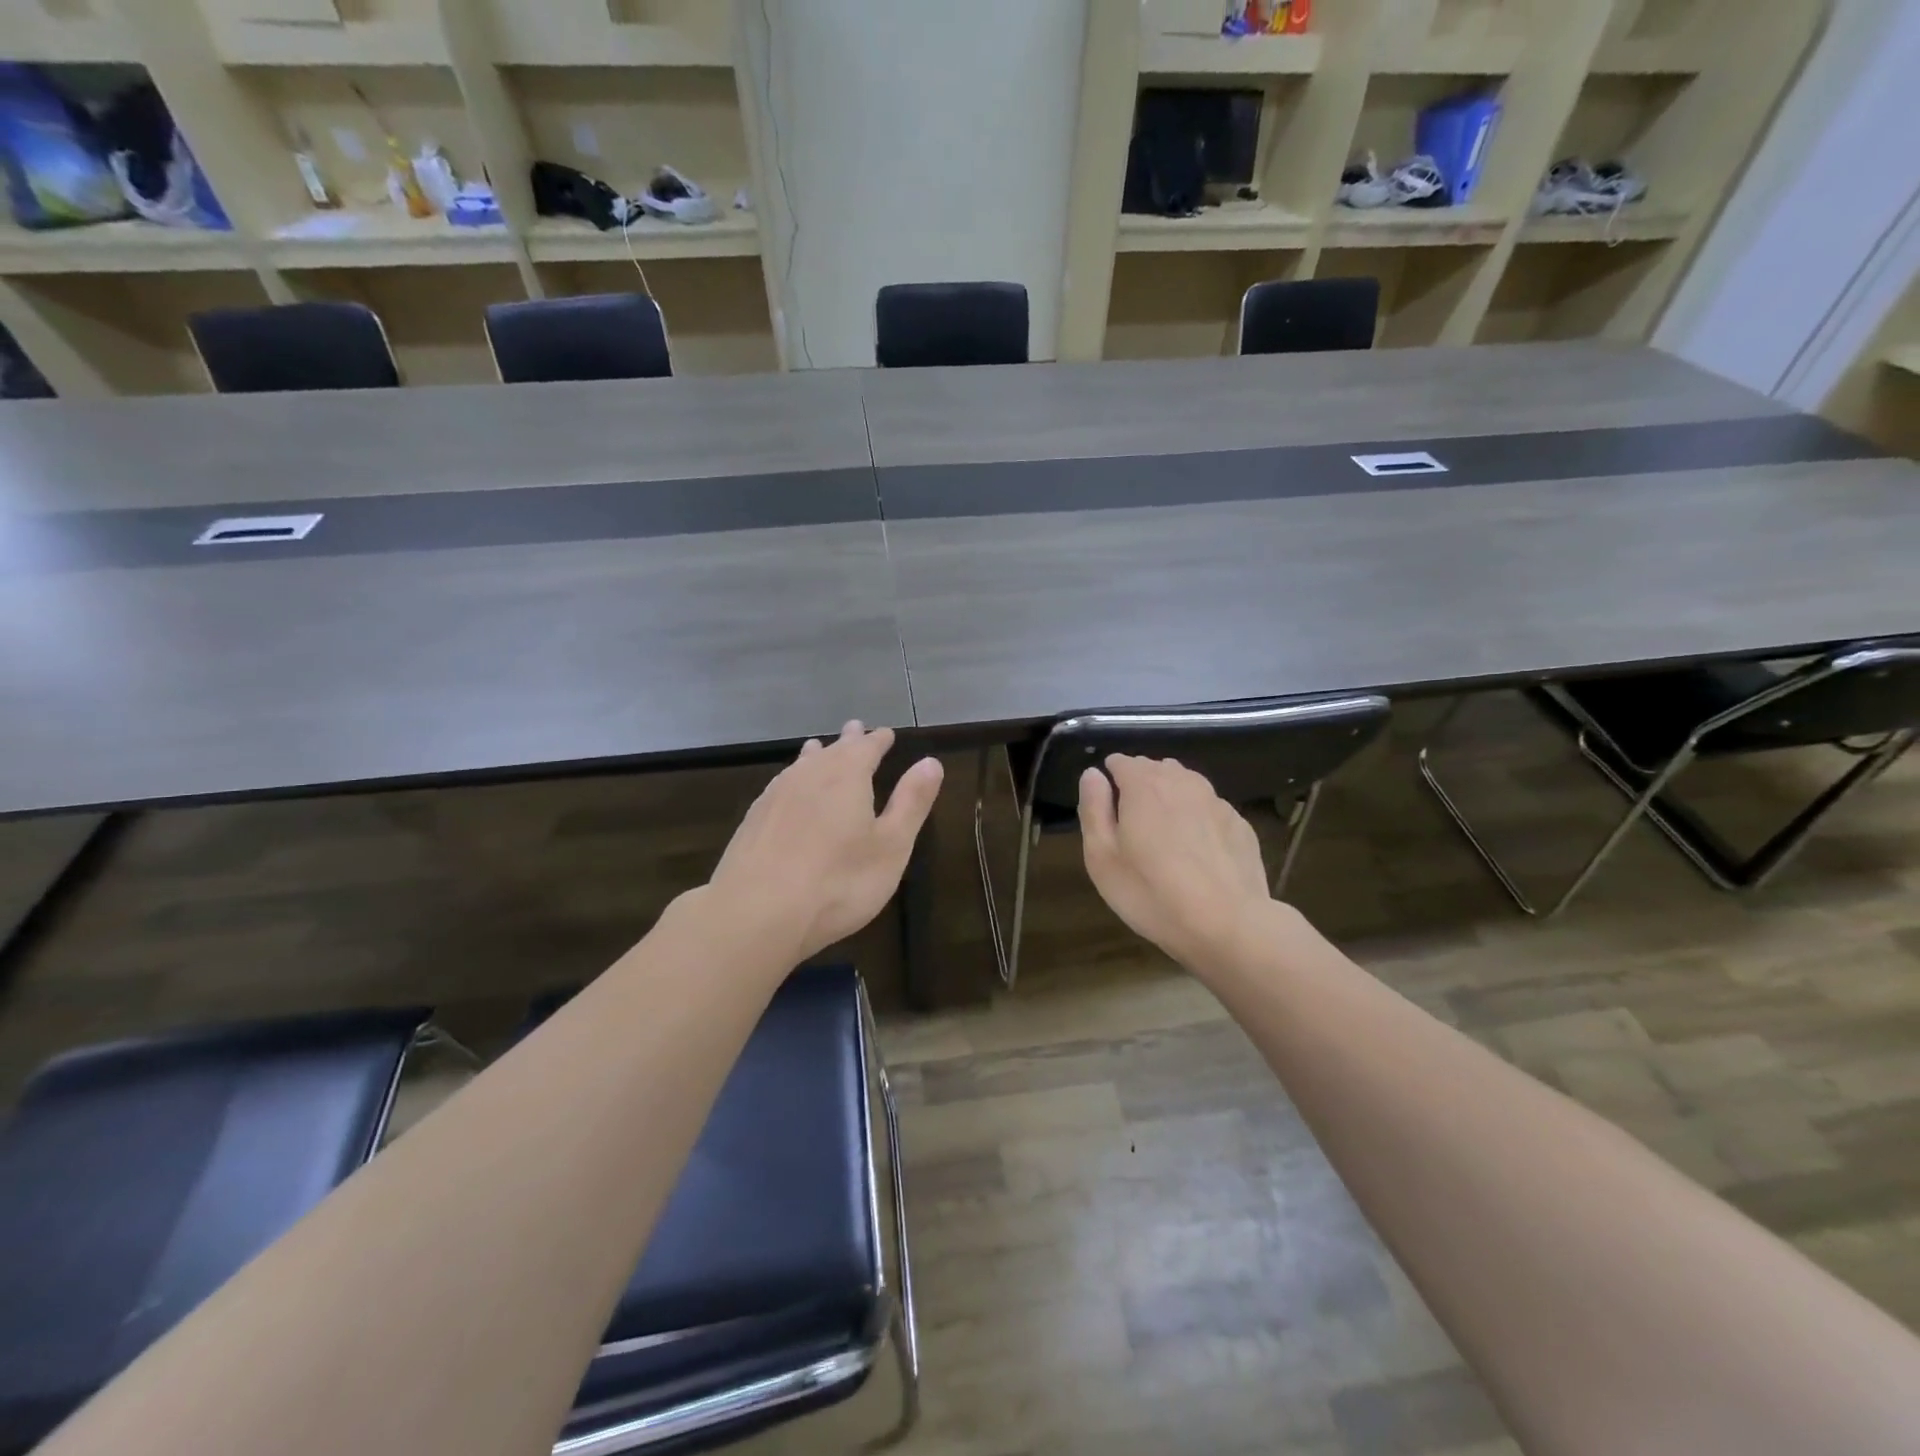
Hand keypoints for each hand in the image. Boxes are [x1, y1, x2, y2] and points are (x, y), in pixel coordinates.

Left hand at [709, 721, 943, 962]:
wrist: (756, 913)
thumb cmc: (838, 882)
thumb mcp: (891, 846)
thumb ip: (911, 802)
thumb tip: (931, 762)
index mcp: (847, 777)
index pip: (867, 748)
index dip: (878, 740)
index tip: (886, 733)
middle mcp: (809, 776)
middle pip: (832, 750)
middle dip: (848, 741)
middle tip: (855, 728)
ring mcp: (776, 796)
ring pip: (801, 765)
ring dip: (816, 755)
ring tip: (818, 748)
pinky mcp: (754, 820)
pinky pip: (781, 785)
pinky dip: (793, 778)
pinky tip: (787, 790)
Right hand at [1079, 754, 1273, 974]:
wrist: (1228, 925)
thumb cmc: (1152, 893)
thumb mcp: (1102, 858)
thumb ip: (1094, 809)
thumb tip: (1093, 774)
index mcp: (1144, 786)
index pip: (1121, 762)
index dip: (1110, 778)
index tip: (1107, 807)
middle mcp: (1182, 783)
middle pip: (1156, 768)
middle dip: (1141, 785)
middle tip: (1132, 823)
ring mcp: (1217, 802)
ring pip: (1186, 784)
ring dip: (1171, 797)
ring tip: (1163, 832)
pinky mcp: (1240, 825)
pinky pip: (1210, 809)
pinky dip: (1198, 818)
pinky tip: (1197, 850)